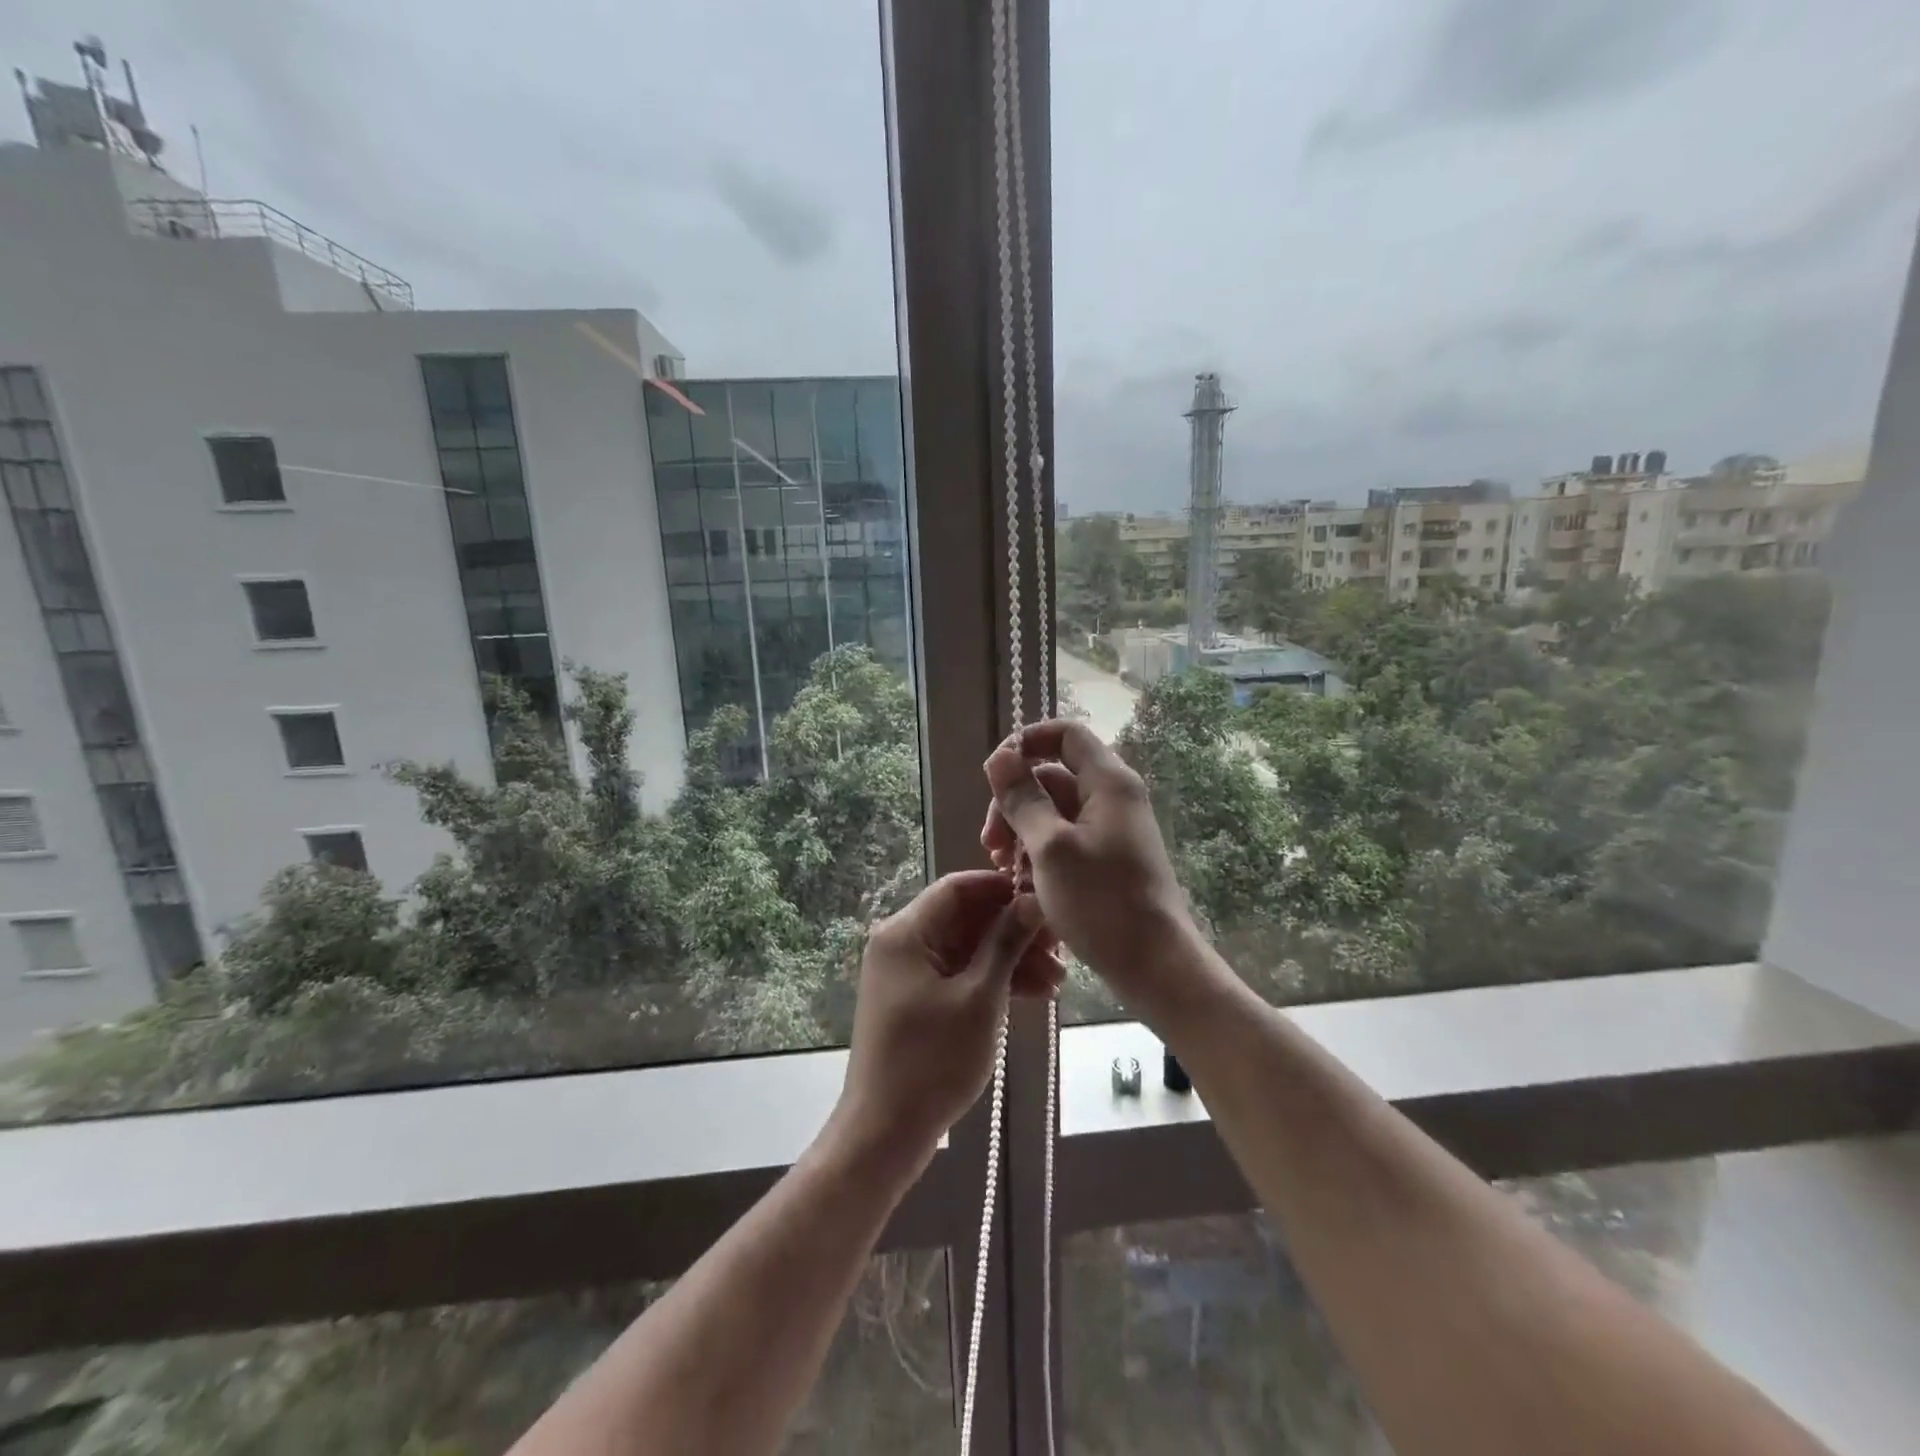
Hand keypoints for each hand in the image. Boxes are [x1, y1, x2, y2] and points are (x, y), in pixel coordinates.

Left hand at [829, 871, 1059, 1172]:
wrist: (885, 1133)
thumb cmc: (932, 1060)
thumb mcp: (979, 998)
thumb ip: (1005, 943)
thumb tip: (1031, 900)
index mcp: (905, 932)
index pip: (958, 888)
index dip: (1002, 889)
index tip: (1044, 899)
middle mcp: (902, 943)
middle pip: (965, 919)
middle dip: (1013, 930)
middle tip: (1060, 948)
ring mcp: (908, 973)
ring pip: (967, 949)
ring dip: (1010, 959)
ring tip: (1057, 981)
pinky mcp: (917, 1000)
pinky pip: (959, 975)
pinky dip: (993, 981)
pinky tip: (1035, 995)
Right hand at [982, 720, 1195, 1011]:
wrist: (1155, 966)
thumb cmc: (1102, 902)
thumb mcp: (1050, 848)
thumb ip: (1022, 799)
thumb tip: (999, 756)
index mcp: (1108, 782)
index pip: (1065, 734)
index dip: (1027, 742)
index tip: (994, 774)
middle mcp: (1113, 797)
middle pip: (1053, 777)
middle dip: (1014, 802)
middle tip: (990, 843)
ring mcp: (1112, 830)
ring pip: (1055, 812)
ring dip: (1022, 833)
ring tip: (1003, 869)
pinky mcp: (1108, 859)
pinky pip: (1066, 840)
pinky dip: (1041, 854)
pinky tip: (1022, 885)